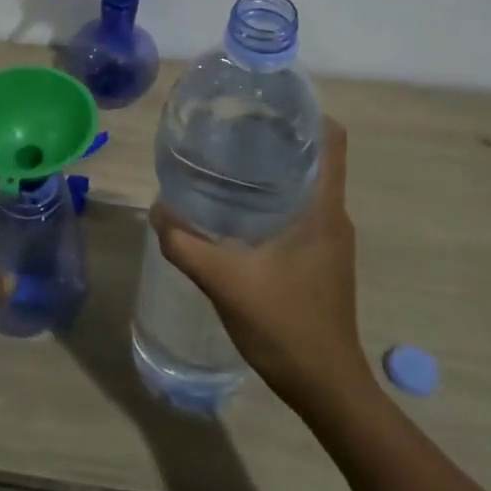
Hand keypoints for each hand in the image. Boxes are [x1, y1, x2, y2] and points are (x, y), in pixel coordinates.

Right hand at [150, 118, 369, 413]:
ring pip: (305, 185)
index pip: (332, 139)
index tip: (266, 104)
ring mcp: (329, 239)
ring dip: (273, 169)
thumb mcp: (226, 282)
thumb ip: (186, 244)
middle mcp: (332, 216)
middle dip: (277, 136)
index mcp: (322, 209)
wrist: (326, 387)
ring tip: (227, 163)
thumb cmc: (285, 326)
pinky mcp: (321, 259)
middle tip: (229, 128)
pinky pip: (300, 211)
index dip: (306, 112)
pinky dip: (273, 199)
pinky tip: (237, 212)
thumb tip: (158, 209)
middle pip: (314, 156)